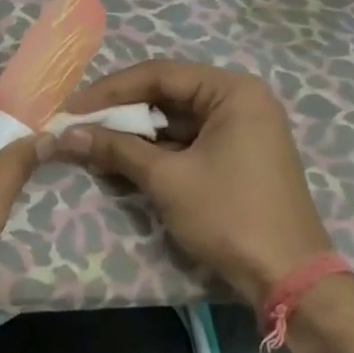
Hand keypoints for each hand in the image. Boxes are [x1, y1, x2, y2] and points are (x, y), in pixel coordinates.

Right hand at [54, 60, 332, 301]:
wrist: (287, 278)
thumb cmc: (229, 216)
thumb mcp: (167, 179)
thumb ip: (116, 149)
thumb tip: (66, 134)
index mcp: (233, 92)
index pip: (159, 74)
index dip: (109, 90)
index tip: (70, 107)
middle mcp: (241, 101)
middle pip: (167, 94)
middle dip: (120, 111)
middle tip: (77, 124)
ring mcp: (242, 130)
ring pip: (175, 120)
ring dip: (134, 133)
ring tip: (91, 142)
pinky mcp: (237, 158)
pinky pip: (188, 142)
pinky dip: (155, 151)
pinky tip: (121, 160)